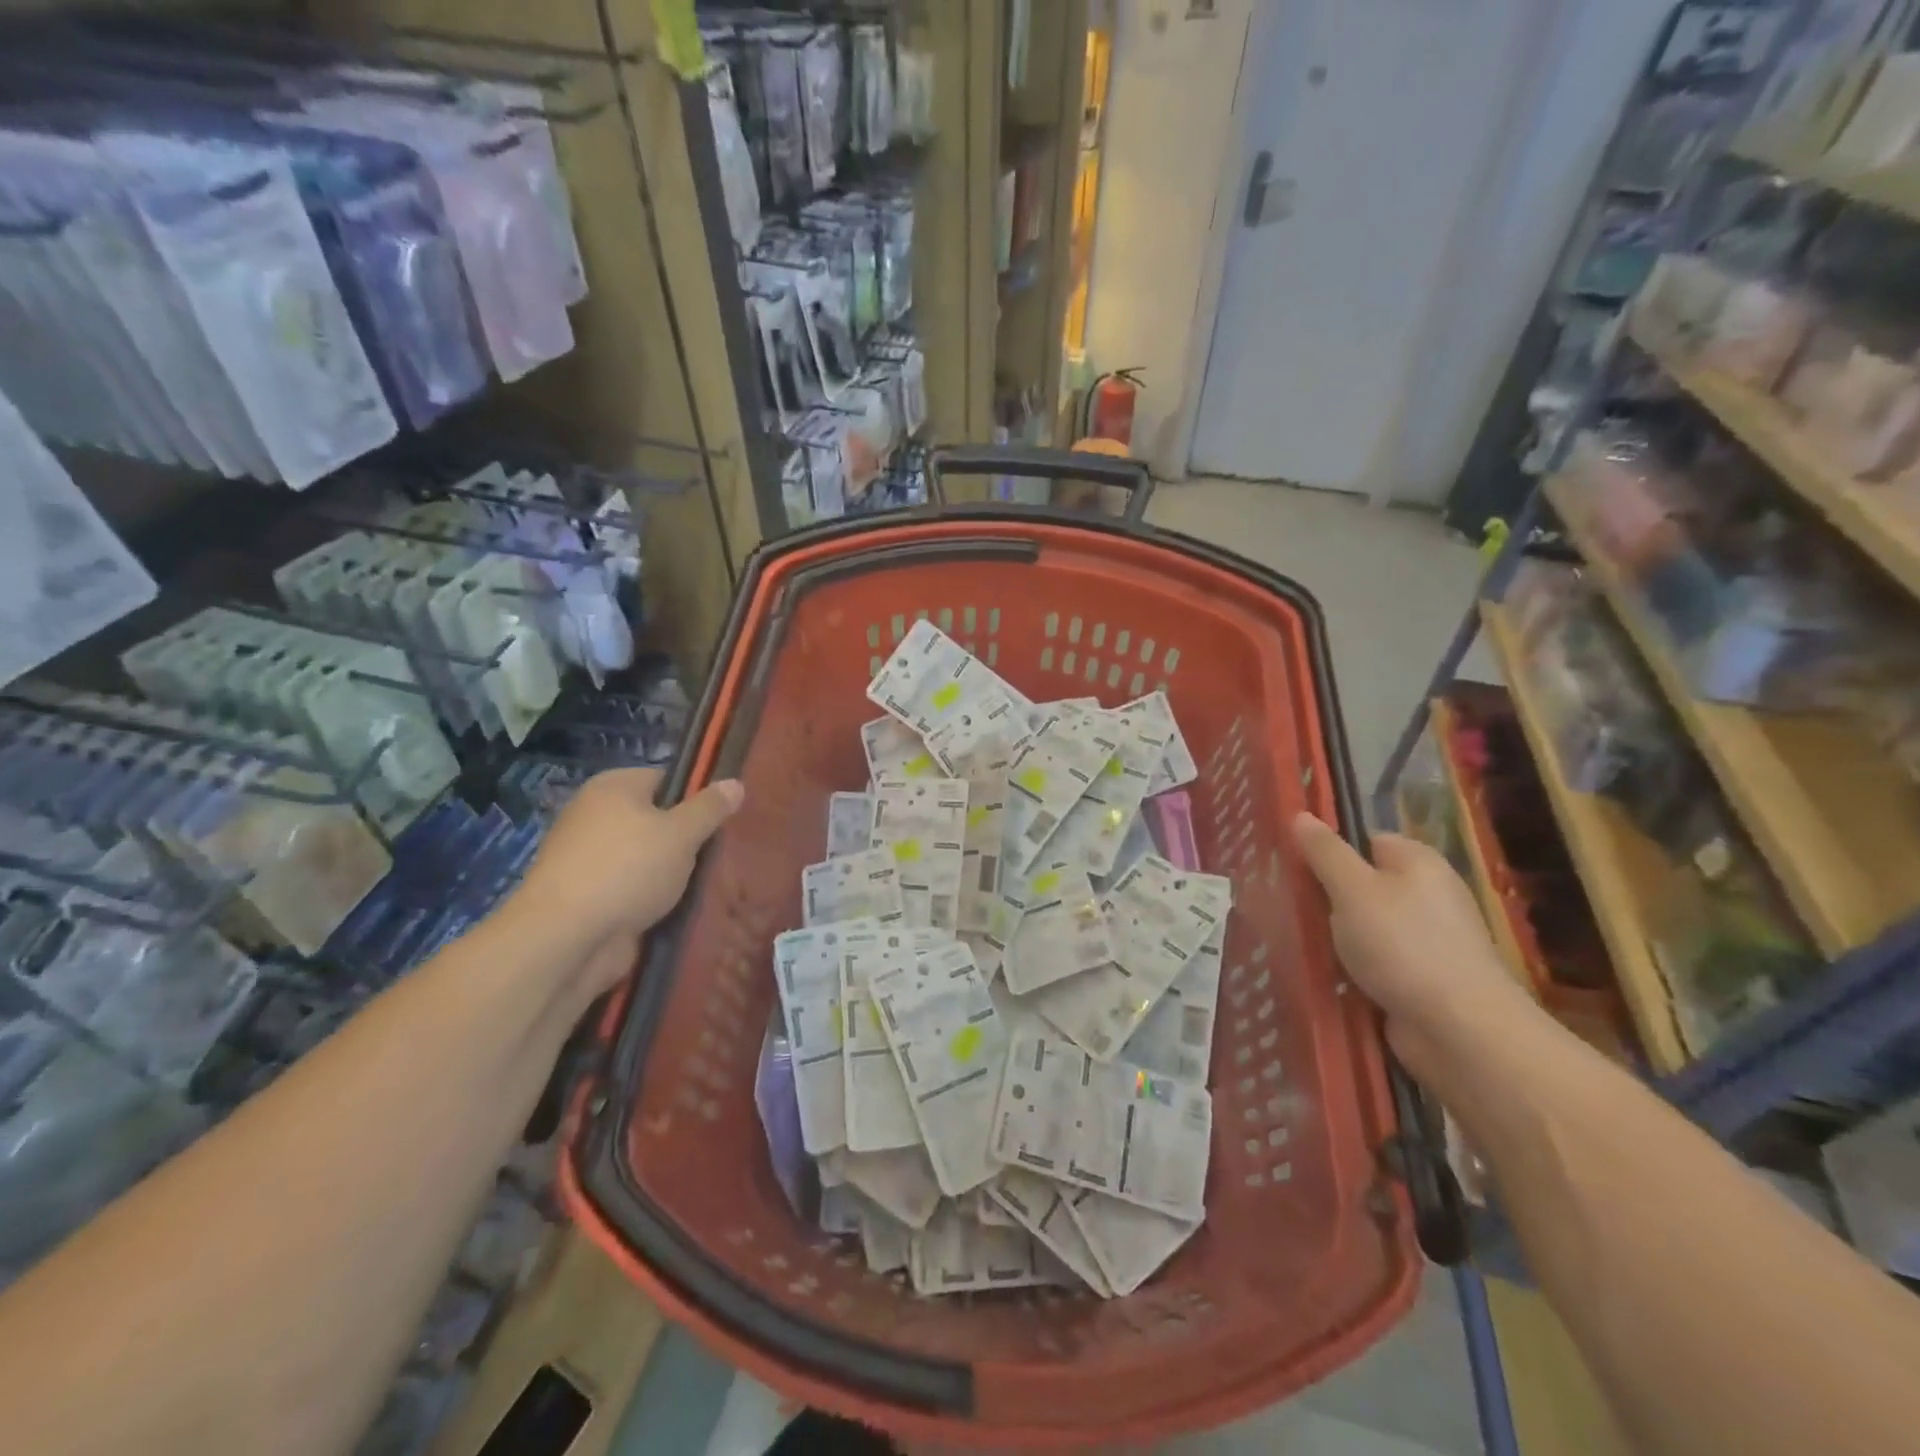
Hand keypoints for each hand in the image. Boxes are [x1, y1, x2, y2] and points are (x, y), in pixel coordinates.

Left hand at [511, 769, 743, 989]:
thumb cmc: (627, 870)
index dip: (697, 796)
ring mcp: (589, 858)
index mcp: (613, 787)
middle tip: (719, 853)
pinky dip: (653, 897)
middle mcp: (595, 815)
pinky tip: (679, 908)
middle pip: (656, 819)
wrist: (566, 939)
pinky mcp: (589, 896)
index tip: (722, 819)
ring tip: (707, 883)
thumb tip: (735, 783)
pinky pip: (633, 887)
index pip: (666, 779)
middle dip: (687, 839)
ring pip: (647, 857)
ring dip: (672, 872)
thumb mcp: (681, 833)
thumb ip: (710, 808)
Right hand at [1292, 814, 1537, 1075]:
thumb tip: (1301, 815)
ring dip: (1336, 936)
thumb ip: (1324, 852)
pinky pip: (1376, 961)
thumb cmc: (1402, 945)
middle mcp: (1428, 894)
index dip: (1329, 851)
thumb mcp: (1352, 889)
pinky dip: (1353, 967)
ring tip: (1298, 941)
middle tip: (1289, 905)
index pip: (1365, 840)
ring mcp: (1427, 939)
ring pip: (1365, 926)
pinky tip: (1326, 974)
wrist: (1458, 1030)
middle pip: (1364, 884)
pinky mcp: (1422, 978)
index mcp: (1418, 862)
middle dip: (1328, 897)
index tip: (1295, 867)